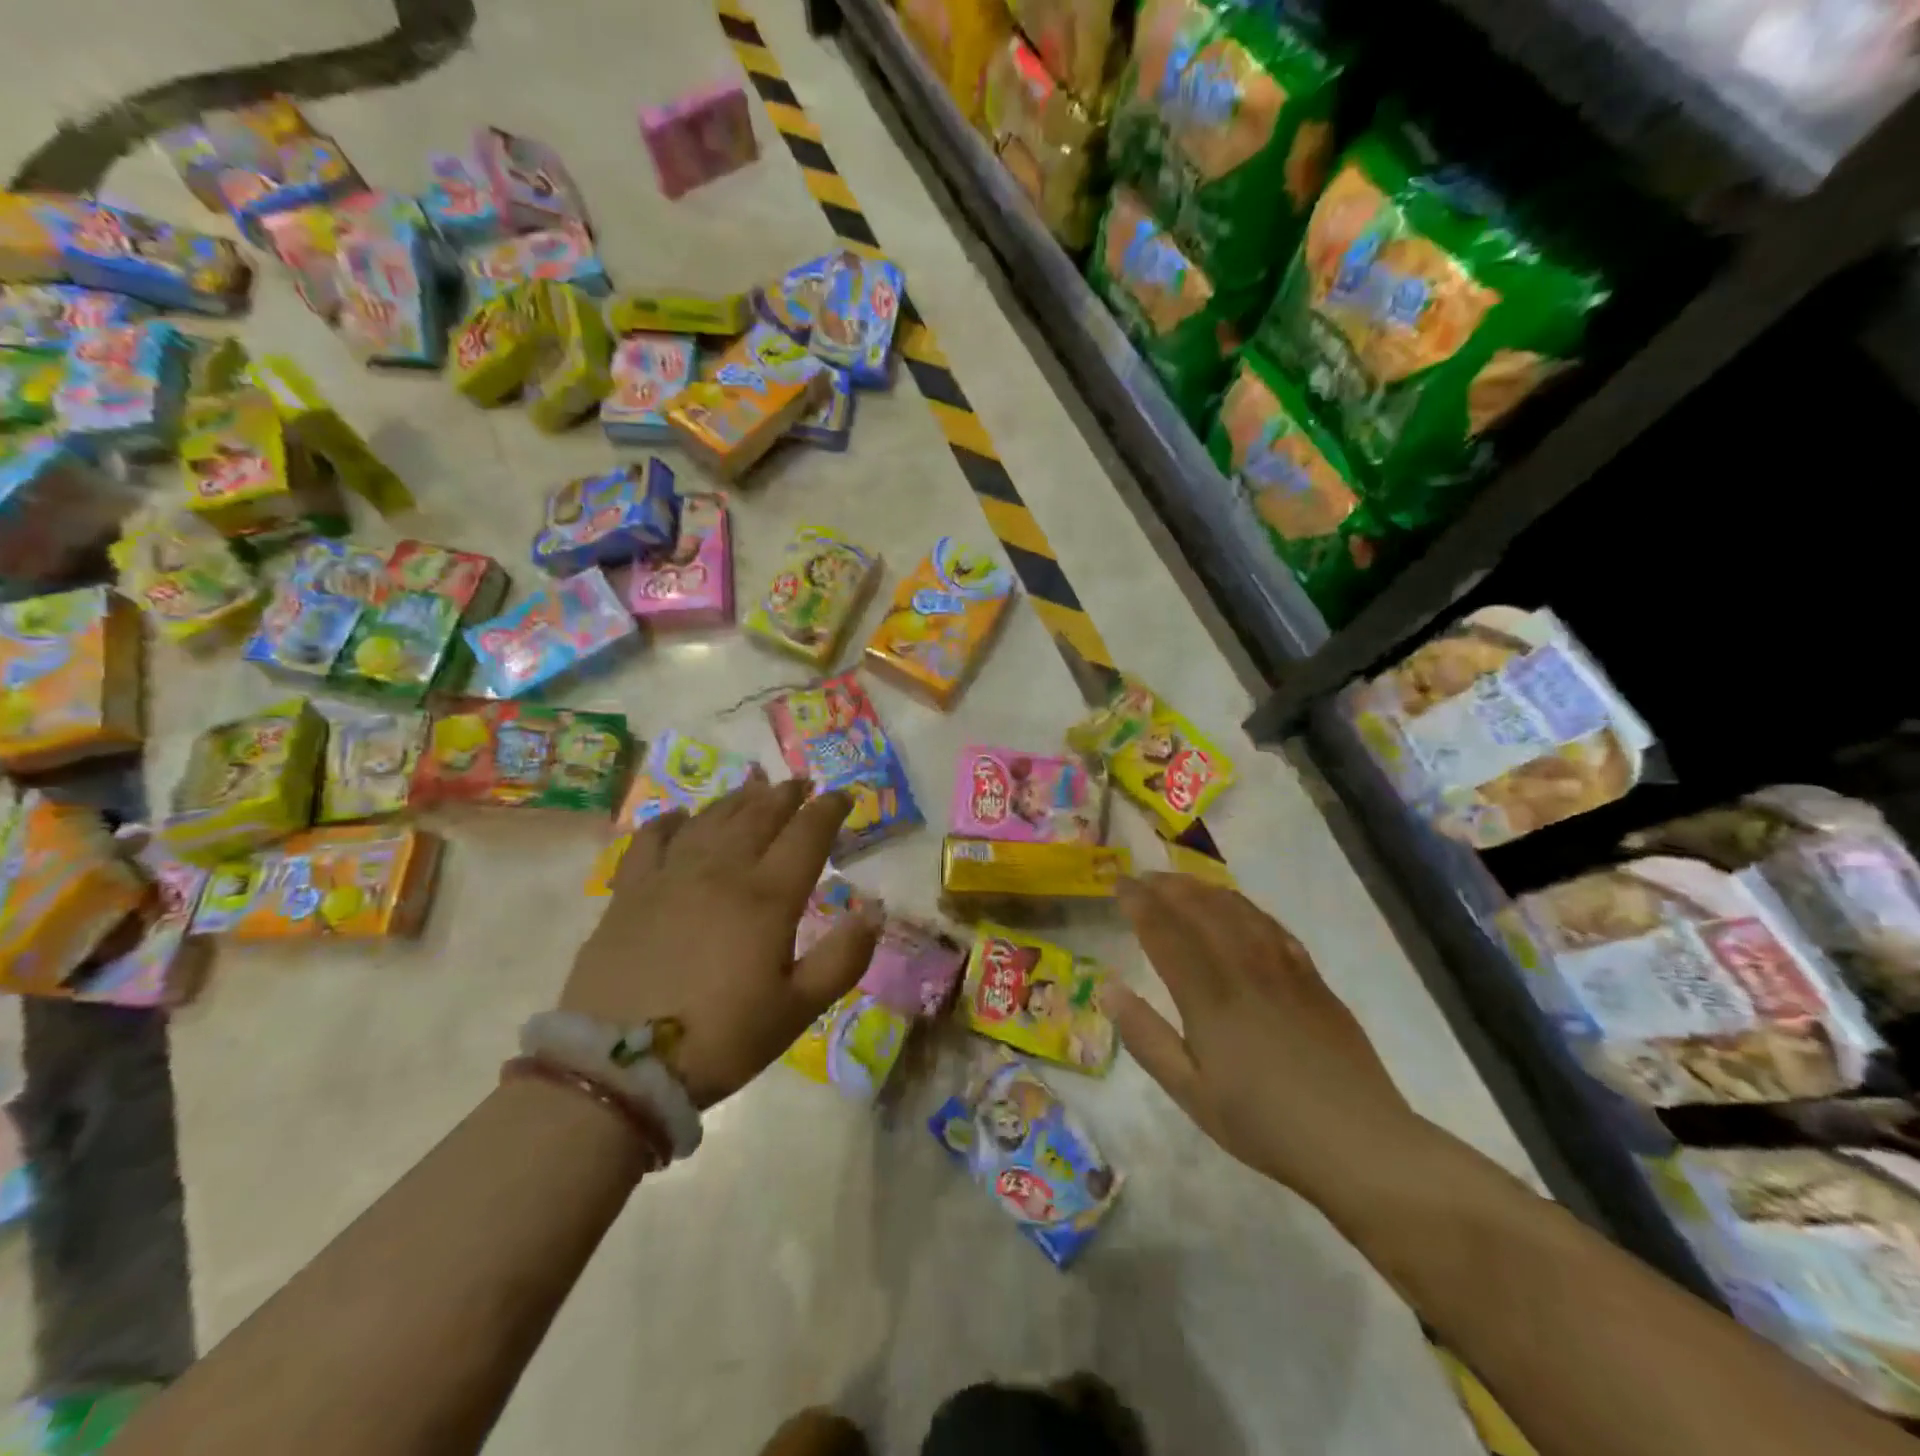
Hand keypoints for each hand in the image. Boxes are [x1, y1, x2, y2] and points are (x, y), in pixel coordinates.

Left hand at [562, 774, 880, 1107]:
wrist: (621, 1067)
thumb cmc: (721, 1038)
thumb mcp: (797, 1009)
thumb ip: (843, 959)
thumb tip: (876, 912)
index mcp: (767, 896)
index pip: (806, 834)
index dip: (828, 810)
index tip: (843, 795)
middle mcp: (721, 871)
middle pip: (759, 816)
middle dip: (785, 795)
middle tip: (801, 783)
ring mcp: (670, 877)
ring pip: (711, 820)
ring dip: (738, 799)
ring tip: (754, 787)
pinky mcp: (630, 893)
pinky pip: (651, 841)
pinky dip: (670, 822)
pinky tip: (680, 816)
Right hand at [1105, 874, 1423, 1201]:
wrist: (1358, 1141)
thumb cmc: (1264, 1124)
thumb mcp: (1190, 1093)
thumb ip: (1145, 1038)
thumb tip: (1108, 988)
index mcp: (1208, 994)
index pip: (1164, 931)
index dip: (1138, 902)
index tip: (1119, 884)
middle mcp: (1243, 967)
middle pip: (1199, 909)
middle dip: (1166, 887)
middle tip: (1143, 878)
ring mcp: (1282, 967)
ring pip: (1236, 909)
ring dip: (1202, 889)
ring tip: (1180, 883)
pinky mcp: (1312, 976)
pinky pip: (1272, 925)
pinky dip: (1245, 907)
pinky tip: (1237, 908)